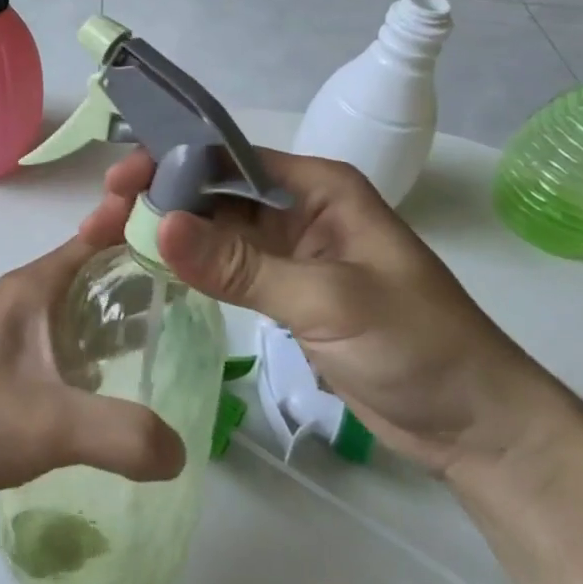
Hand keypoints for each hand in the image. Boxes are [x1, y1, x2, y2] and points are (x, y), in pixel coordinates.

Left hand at [0, 235, 186, 532]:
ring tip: (170, 341)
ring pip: (76, 314)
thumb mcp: (49, 425)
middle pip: (92, 274)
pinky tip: (118, 388)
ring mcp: (10, 338)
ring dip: (117, 320)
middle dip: (140, 278)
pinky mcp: (4, 373)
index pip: (95, 238)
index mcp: (30, 289)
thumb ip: (122, 433)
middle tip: (196, 297)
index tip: (189, 232)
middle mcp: (21, 303)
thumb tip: (181, 450)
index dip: (138, 227)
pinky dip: (94, 356)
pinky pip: (62, 351)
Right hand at [85, 149, 562, 477]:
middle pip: (215, 189)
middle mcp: (299, 207)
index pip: (229, 157)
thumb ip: (242, 265)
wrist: (478, 426)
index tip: (120, 183)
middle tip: (104, 218)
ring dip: (168, 230)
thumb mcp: (329, 300)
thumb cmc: (418, 346)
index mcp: (318, 187)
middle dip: (160, 197)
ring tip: (112, 239)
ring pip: (215, 226)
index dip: (171, 163)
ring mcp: (290, 249)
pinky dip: (190, 263)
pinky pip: (226, 263)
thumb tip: (161, 227)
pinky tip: (152, 266)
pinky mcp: (284, 288)